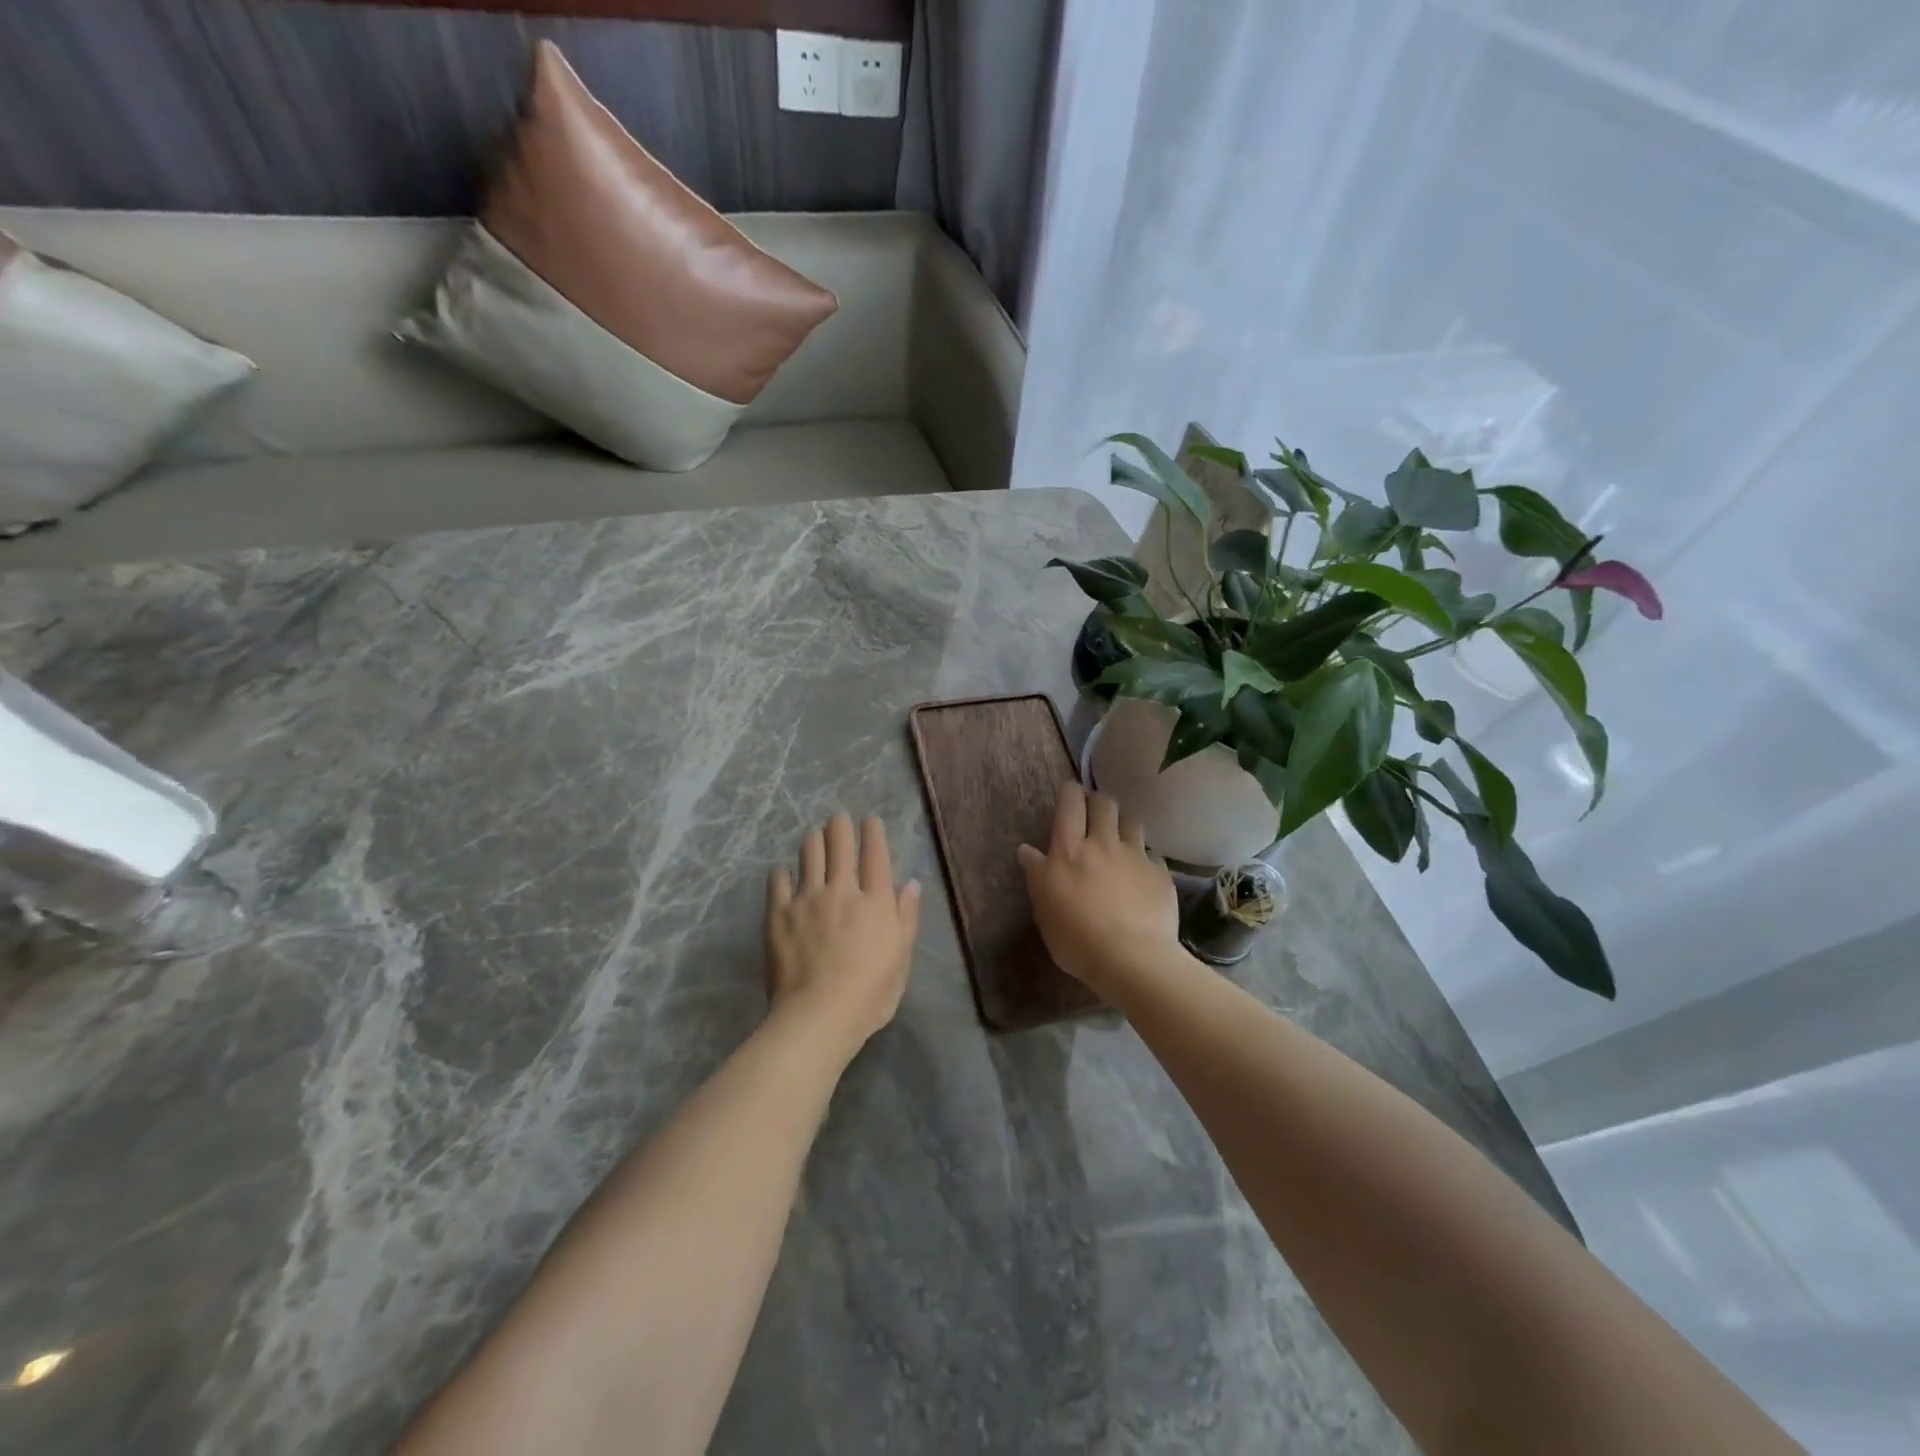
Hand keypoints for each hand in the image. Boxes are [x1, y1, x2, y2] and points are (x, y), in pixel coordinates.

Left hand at [766, 813, 921, 1057]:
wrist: (818, 1016)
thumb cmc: (870, 994)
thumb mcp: (901, 957)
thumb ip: (906, 916)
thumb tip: (910, 883)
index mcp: (875, 901)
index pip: (875, 853)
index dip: (872, 832)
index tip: (869, 820)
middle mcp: (841, 889)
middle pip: (839, 843)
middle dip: (840, 825)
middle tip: (839, 820)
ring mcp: (806, 899)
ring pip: (809, 852)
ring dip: (815, 840)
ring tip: (816, 838)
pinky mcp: (778, 913)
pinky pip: (778, 880)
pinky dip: (784, 872)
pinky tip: (785, 874)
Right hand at [1016, 782, 1180, 1000]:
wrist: (1132, 960)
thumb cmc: (1077, 939)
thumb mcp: (1044, 910)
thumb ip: (1037, 875)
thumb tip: (1027, 850)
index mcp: (1069, 851)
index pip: (1070, 804)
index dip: (1071, 792)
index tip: (1071, 792)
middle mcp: (1103, 844)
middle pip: (1105, 804)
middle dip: (1099, 802)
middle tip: (1094, 813)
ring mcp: (1136, 857)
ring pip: (1132, 822)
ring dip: (1124, 824)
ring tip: (1121, 838)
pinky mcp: (1160, 874)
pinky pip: (1152, 856)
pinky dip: (1144, 860)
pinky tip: (1142, 877)